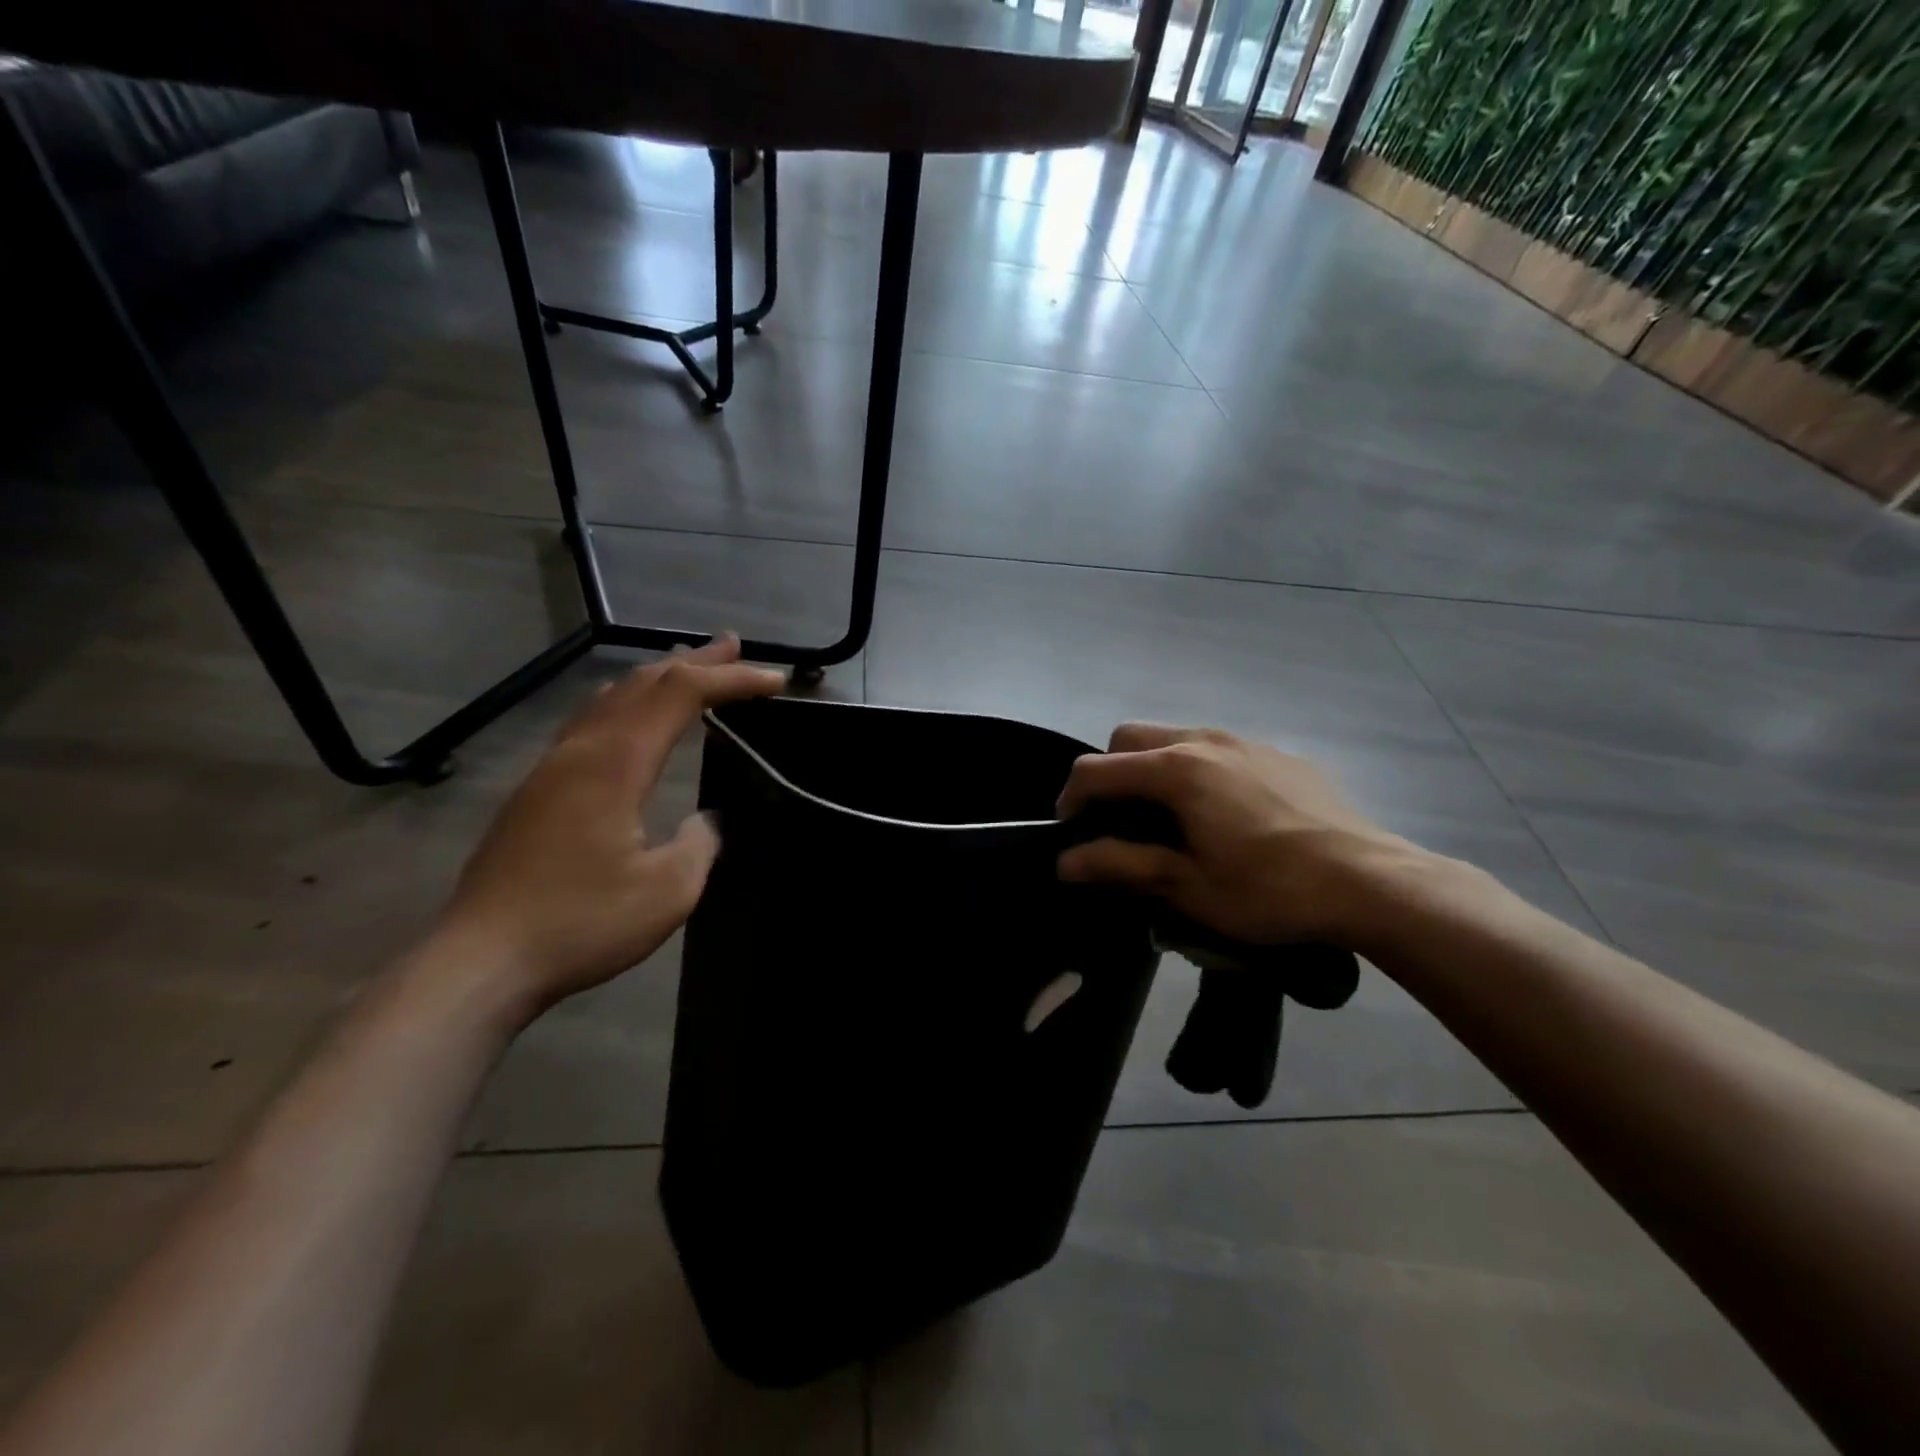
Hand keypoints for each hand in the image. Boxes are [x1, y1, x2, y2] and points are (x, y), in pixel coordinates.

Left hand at [436, 636, 783, 1016]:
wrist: (481, 961)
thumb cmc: (581, 923)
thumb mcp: (667, 891)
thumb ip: (701, 843)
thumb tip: (707, 820)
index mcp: (615, 763)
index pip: (681, 694)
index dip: (731, 680)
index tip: (774, 680)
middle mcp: (580, 750)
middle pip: (643, 682)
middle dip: (695, 662)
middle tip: (734, 646)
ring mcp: (551, 767)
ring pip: (610, 698)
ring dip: (656, 677)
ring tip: (688, 666)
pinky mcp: (536, 791)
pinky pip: (590, 722)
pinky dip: (627, 703)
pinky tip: (629, 717)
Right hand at [1056, 724, 1424, 947]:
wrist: (1371, 881)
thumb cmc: (1269, 890)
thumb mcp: (1187, 886)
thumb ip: (1121, 864)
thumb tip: (1065, 862)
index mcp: (1176, 770)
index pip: (1097, 770)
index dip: (1071, 800)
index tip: (1073, 835)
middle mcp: (1204, 740)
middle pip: (1130, 738)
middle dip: (1110, 774)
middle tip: (1119, 821)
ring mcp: (1244, 741)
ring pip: (1174, 737)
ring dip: (1153, 769)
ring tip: (1169, 818)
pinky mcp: (1276, 753)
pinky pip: (1217, 749)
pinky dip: (1196, 770)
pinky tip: (1222, 814)